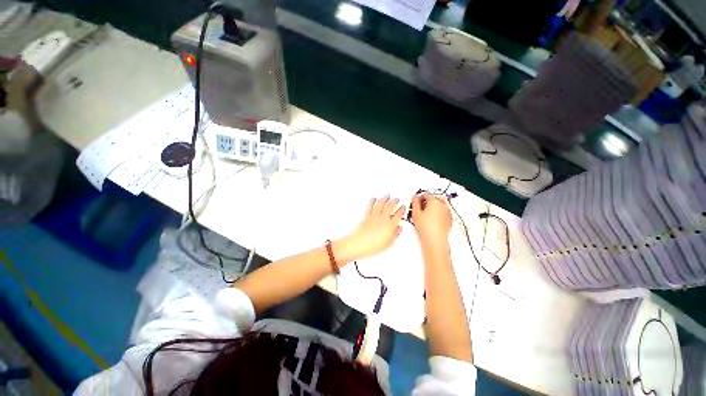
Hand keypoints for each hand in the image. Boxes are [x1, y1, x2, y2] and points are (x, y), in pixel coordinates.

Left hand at [339, 195, 405, 260]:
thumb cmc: (372, 246)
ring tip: (387, 195)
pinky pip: (370, 206)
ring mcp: (374, 216)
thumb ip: (395, 235)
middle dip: (394, 201)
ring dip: (385, 198)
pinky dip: (372, 201)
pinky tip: (374, 198)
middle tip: (397, 199)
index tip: (403, 207)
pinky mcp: (367, 216)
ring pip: (381, 204)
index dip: (402, 210)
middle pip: (390, 206)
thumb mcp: (388, 244)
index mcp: (390, 225)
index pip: (398, 215)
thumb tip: (399, 229)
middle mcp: (383, 218)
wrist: (359, 244)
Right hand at [411, 193, 451, 247]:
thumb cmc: (425, 227)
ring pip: (437, 207)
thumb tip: (415, 198)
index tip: (414, 203)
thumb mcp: (415, 212)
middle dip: (424, 203)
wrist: (435, 241)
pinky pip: (441, 214)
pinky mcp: (449, 220)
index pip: (425, 194)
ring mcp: (447, 213)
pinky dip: (435, 215)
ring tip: (423, 217)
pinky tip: (429, 222)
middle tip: (417, 210)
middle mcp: (443, 205)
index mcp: (435, 201)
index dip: (418, 198)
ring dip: (430, 209)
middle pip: (432, 200)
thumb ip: (414, 202)